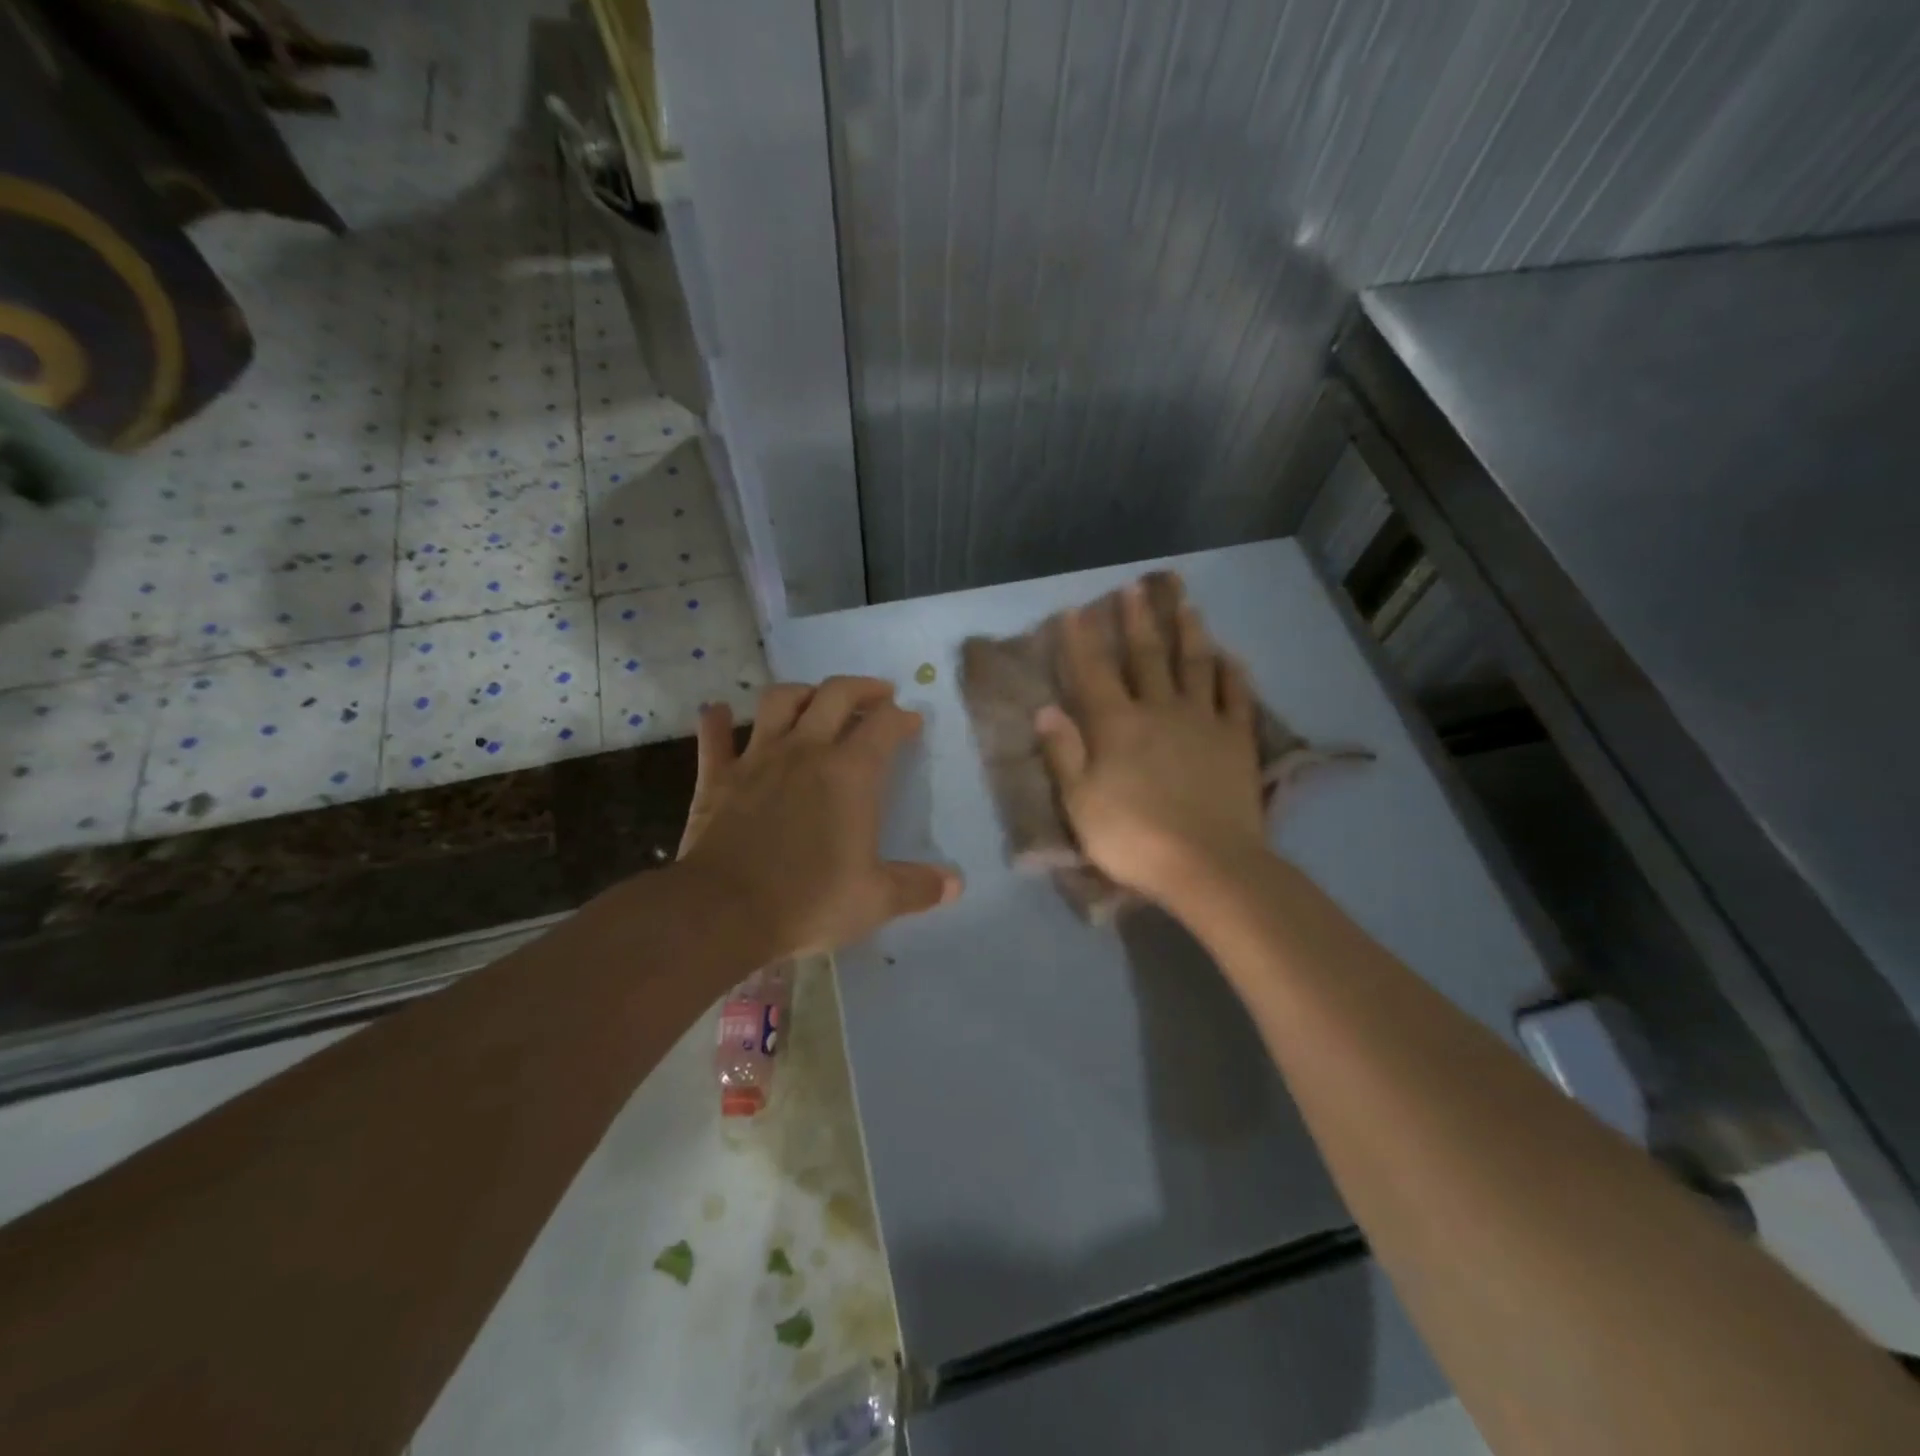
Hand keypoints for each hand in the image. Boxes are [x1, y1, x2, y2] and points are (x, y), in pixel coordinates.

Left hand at [676, 676, 961, 956]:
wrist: (724, 911)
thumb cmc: (809, 901)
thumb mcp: (875, 900)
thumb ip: (917, 887)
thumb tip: (955, 885)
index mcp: (850, 773)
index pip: (884, 725)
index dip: (902, 718)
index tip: (912, 721)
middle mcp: (806, 751)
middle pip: (835, 695)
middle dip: (862, 688)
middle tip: (877, 694)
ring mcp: (757, 758)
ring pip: (779, 701)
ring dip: (801, 692)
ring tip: (814, 698)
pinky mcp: (718, 777)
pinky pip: (715, 737)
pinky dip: (717, 720)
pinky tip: (719, 710)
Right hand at [1035, 578, 1266, 905]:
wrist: (1207, 864)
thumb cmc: (1133, 837)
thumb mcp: (1080, 802)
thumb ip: (1063, 752)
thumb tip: (1046, 708)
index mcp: (1116, 724)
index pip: (1093, 672)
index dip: (1081, 640)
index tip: (1075, 609)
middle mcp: (1159, 709)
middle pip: (1147, 656)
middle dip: (1138, 620)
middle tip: (1136, 588)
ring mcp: (1203, 721)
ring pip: (1196, 665)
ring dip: (1190, 632)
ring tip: (1187, 605)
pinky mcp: (1237, 740)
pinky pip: (1236, 696)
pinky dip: (1233, 673)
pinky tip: (1231, 657)